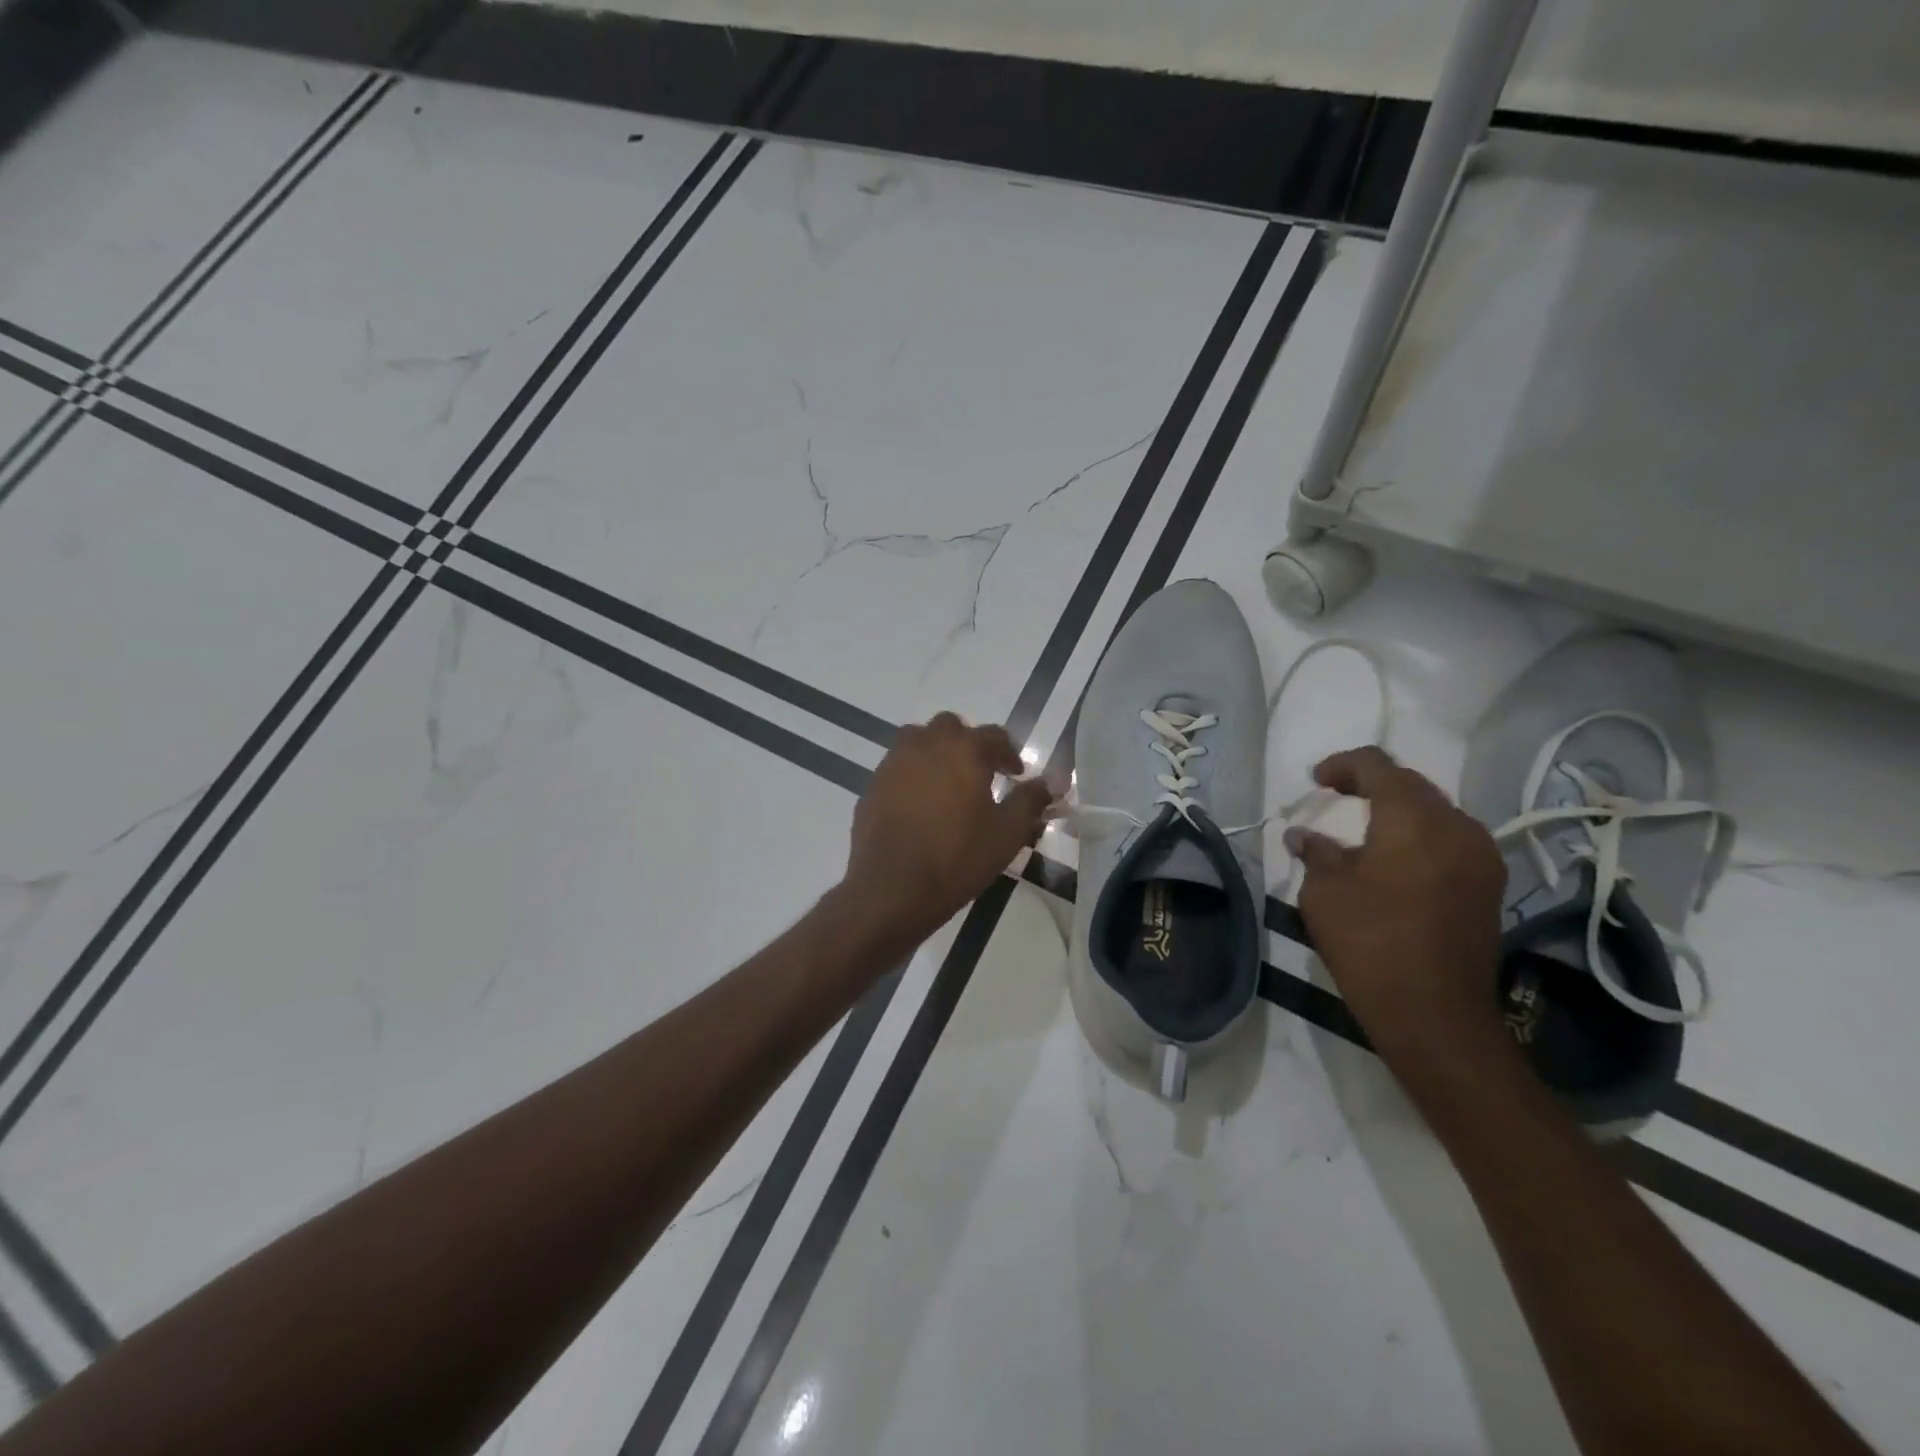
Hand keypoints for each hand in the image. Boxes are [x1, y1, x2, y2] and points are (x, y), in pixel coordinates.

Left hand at [842, 713, 1052, 943]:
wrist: (892, 889)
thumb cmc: (957, 858)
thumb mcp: (1007, 833)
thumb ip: (1031, 800)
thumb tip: (1053, 781)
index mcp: (963, 749)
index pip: (994, 736)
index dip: (1009, 754)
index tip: (1017, 776)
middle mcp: (925, 744)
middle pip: (951, 728)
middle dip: (969, 745)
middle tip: (981, 774)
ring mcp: (893, 763)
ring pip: (918, 741)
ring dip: (937, 754)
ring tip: (949, 785)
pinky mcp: (872, 786)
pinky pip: (898, 768)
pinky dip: (913, 776)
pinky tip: (920, 807)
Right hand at [1287, 746, 1506, 1069]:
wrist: (1435, 1014)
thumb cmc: (1370, 943)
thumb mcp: (1324, 893)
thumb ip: (1316, 853)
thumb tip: (1304, 837)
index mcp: (1414, 819)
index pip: (1378, 766)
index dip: (1343, 765)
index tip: (1316, 781)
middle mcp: (1457, 827)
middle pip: (1412, 785)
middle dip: (1371, 785)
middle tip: (1335, 798)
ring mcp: (1481, 857)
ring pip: (1435, 813)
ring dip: (1398, 812)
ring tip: (1363, 831)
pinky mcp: (1489, 887)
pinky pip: (1450, 841)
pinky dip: (1419, 838)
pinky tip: (1393, 862)